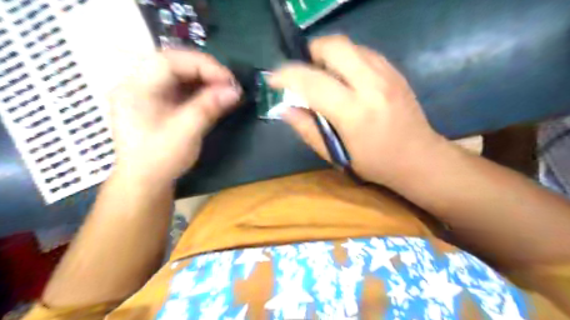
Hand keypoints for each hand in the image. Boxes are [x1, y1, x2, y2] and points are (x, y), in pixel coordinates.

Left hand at [109, 48, 238, 184]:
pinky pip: (180, 88)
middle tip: (229, 84)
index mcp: (136, 89)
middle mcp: (138, 85)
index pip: (169, 61)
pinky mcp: (158, 103)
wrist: (145, 183)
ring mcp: (148, 94)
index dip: (201, 65)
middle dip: (205, 71)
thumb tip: (235, 91)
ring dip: (204, 80)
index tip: (228, 80)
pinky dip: (200, 90)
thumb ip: (208, 108)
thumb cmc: (159, 160)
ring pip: (179, 75)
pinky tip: (213, 97)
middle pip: (174, 64)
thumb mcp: (185, 133)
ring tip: (225, 90)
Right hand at [271, 35, 444, 185]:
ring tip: (325, 78)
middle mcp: (371, 85)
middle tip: (305, 74)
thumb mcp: (336, 154)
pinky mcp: (395, 71)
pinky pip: (363, 52)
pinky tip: (346, 79)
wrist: (419, 157)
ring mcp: (387, 74)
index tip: (273, 79)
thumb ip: (307, 129)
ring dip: (329, 56)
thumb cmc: (374, 163)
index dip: (286, 76)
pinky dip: (347, 59)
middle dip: (311, 54)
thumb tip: (284, 109)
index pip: (312, 81)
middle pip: (333, 47)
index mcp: (353, 112)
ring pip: (349, 45)